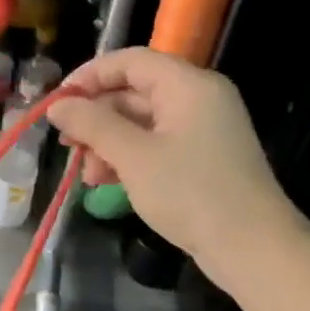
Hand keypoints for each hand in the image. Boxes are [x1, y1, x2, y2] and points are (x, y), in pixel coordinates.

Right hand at [47, 48, 297, 277]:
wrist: (252, 248)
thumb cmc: (191, 192)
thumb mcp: (132, 155)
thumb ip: (91, 124)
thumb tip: (57, 105)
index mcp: (188, 85)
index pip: (130, 61)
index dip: (89, 76)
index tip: (57, 103)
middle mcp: (196, 99)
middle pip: (132, 92)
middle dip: (95, 118)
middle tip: (66, 144)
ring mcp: (200, 131)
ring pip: (138, 122)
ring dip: (106, 143)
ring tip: (87, 174)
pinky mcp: (199, 159)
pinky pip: (153, 145)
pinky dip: (126, 158)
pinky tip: (104, 182)